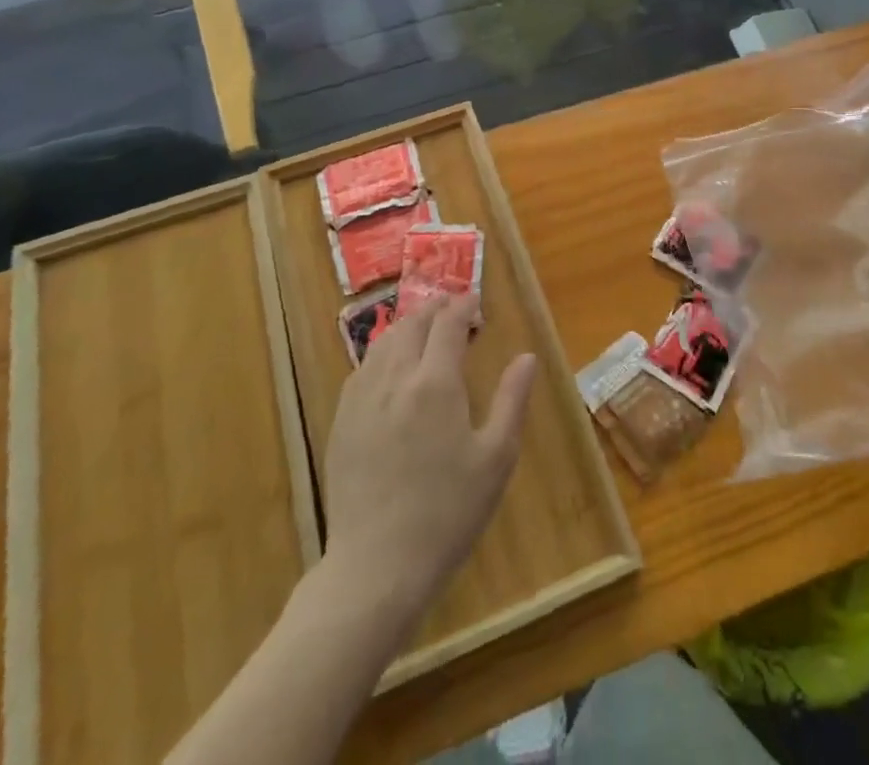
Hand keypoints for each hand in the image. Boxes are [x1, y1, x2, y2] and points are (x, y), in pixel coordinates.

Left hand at [322, 292, 537, 623]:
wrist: (377, 566)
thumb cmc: (448, 513)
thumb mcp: (496, 458)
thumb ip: (512, 400)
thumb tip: (527, 357)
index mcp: (435, 382)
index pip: (449, 323)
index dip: (464, 305)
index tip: (476, 303)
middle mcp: (395, 378)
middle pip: (413, 324)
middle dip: (435, 308)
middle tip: (454, 310)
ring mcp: (362, 398)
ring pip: (384, 341)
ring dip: (408, 326)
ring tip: (425, 330)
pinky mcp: (342, 421)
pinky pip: (362, 368)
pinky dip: (383, 353)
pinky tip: (391, 368)